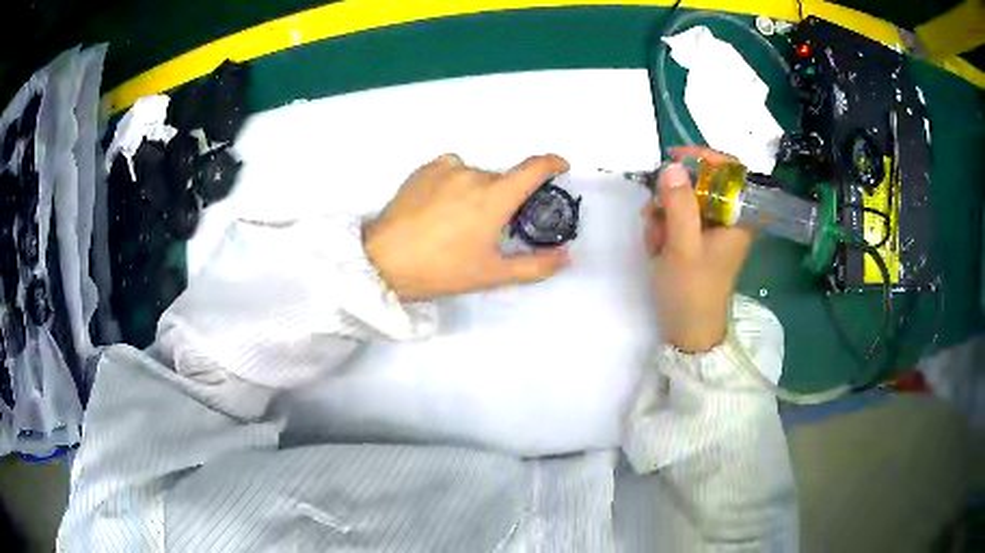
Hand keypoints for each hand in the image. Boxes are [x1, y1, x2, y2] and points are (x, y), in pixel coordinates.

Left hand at [364, 154, 570, 299]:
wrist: (384, 261)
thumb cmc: (441, 270)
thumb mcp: (492, 274)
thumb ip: (535, 265)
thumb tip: (567, 258)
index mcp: (494, 197)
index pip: (533, 168)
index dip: (552, 163)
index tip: (560, 167)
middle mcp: (473, 174)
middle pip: (502, 179)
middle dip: (505, 198)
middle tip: (491, 227)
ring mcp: (446, 168)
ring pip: (476, 175)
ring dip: (478, 191)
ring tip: (459, 221)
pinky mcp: (424, 169)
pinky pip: (451, 169)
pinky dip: (455, 182)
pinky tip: (440, 206)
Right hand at [642, 147, 753, 351]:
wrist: (688, 335)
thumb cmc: (692, 292)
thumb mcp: (683, 247)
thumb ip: (679, 205)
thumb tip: (672, 166)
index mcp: (738, 219)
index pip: (730, 171)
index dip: (704, 158)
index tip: (674, 158)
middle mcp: (728, 221)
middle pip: (701, 185)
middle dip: (672, 196)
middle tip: (652, 212)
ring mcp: (711, 232)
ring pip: (684, 202)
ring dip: (662, 215)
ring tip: (654, 242)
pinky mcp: (697, 242)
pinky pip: (677, 220)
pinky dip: (662, 228)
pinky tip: (655, 248)